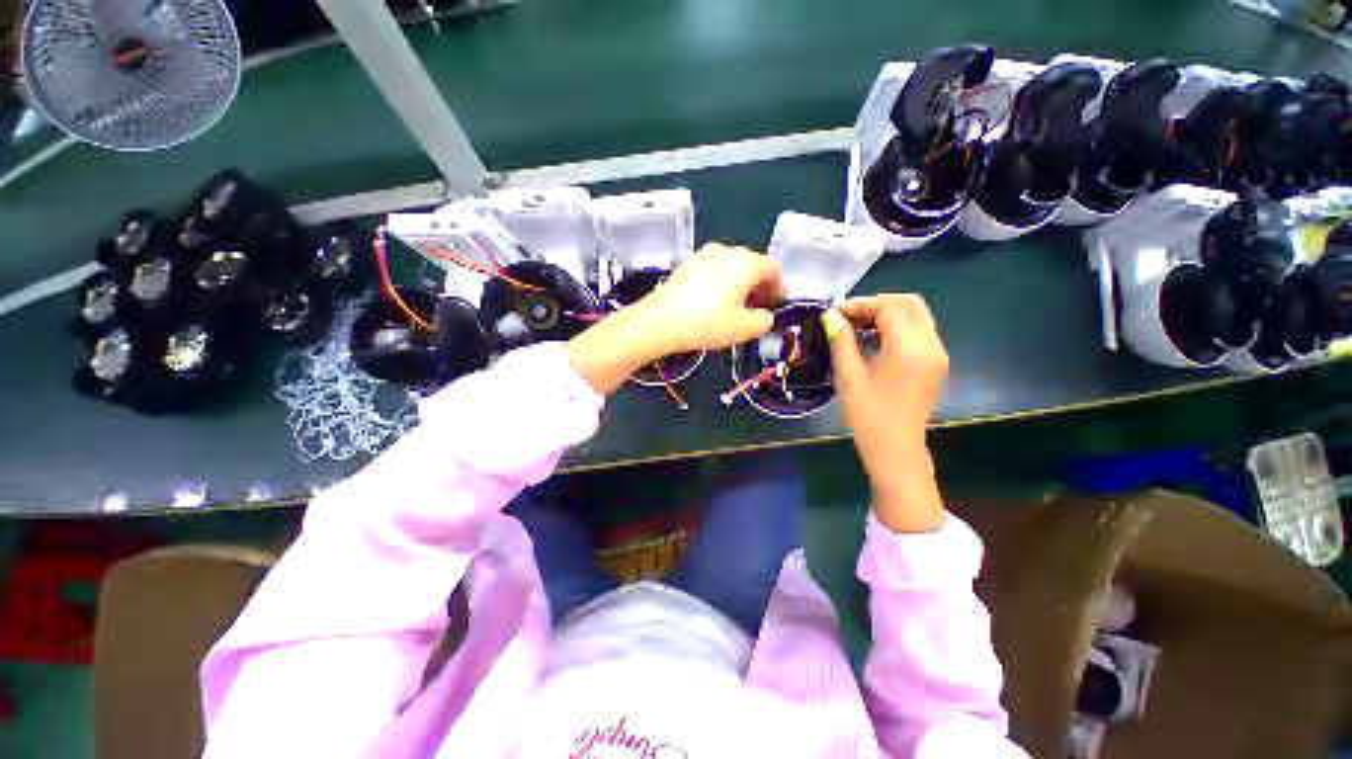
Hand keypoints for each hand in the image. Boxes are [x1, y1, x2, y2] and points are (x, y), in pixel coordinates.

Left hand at [640, 243, 786, 354]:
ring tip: (736, 306)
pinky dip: (721, 282)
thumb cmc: (706, 323)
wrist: (659, 322)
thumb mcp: (743, 329)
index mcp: (745, 263)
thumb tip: (764, 315)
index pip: (773, 268)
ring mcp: (702, 255)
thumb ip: (763, 321)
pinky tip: (714, 301)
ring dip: (739, 283)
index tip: (777, 303)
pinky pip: (712, 270)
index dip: (780, 286)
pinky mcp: (686, 264)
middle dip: (759, 285)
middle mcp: (725, 251)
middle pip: (751, 264)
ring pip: (731, 266)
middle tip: (759, 306)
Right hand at [825, 294, 948, 532]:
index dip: (860, 305)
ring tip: (856, 326)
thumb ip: (841, 340)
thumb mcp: (849, 375)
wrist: (895, 449)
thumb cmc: (868, 415)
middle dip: (877, 303)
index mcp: (909, 348)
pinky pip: (919, 332)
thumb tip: (830, 316)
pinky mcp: (935, 364)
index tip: (834, 313)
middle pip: (910, 304)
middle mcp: (931, 345)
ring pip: (916, 316)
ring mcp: (937, 354)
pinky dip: (897, 327)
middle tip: (848, 315)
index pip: (889, 308)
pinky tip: (873, 340)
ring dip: (887, 314)